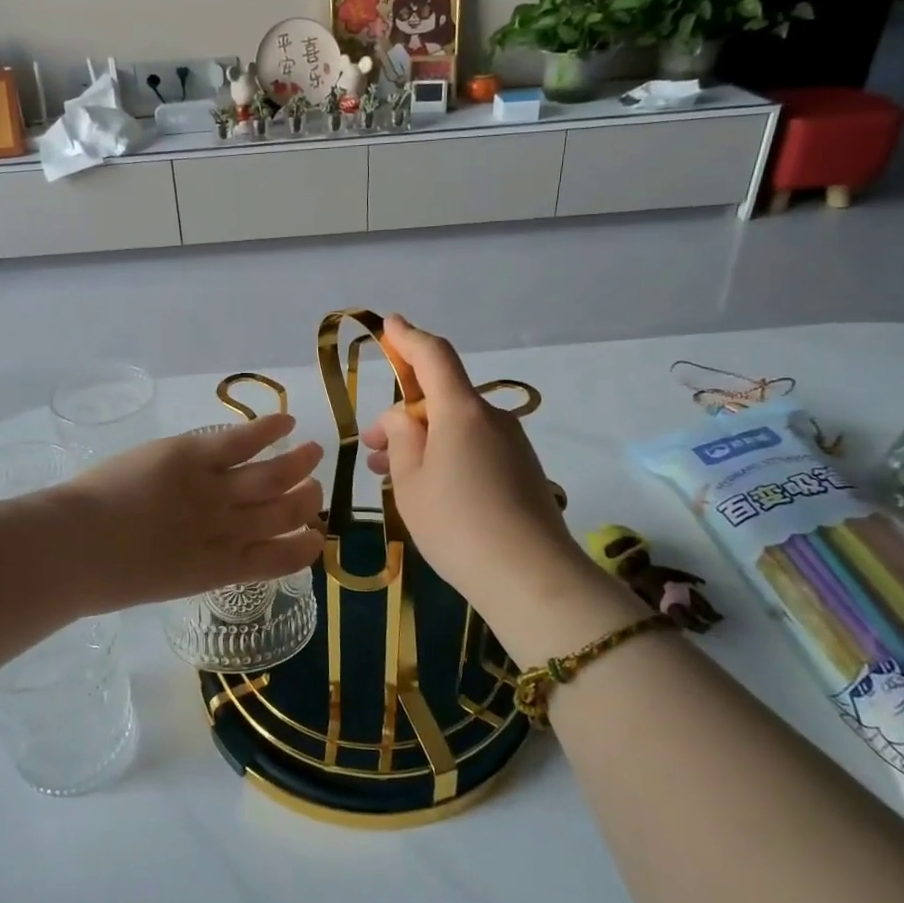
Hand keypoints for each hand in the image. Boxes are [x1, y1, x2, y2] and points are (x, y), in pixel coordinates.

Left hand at [59, 415, 323, 609]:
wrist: (73, 549)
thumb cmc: (102, 576)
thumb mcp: (161, 582)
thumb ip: (190, 564)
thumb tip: (202, 553)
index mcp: (219, 569)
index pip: (280, 560)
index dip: (305, 546)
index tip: (316, 536)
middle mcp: (227, 531)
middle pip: (284, 514)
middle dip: (307, 502)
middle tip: (314, 491)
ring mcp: (213, 492)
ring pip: (272, 476)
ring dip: (299, 465)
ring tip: (314, 451)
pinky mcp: (193, 456)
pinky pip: (242, 441)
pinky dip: (268, 429)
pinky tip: (286, 420)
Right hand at [362, 318, 619, 655]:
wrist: (532, 578)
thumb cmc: (457, 524)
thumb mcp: (411, 481)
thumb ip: (400, 438)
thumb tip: (403, 417)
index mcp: (461, 411)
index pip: (434, 356)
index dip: (409, 338)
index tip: (390, 324)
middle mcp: (491, 418)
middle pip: (442, 398)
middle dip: (404, 414)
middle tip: (371, 446)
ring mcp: (512, 445)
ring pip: (456, 428)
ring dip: (422, 440)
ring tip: (388, 473)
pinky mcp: (523, 471)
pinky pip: (475, 449)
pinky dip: (446, 456)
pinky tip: (427, 489)